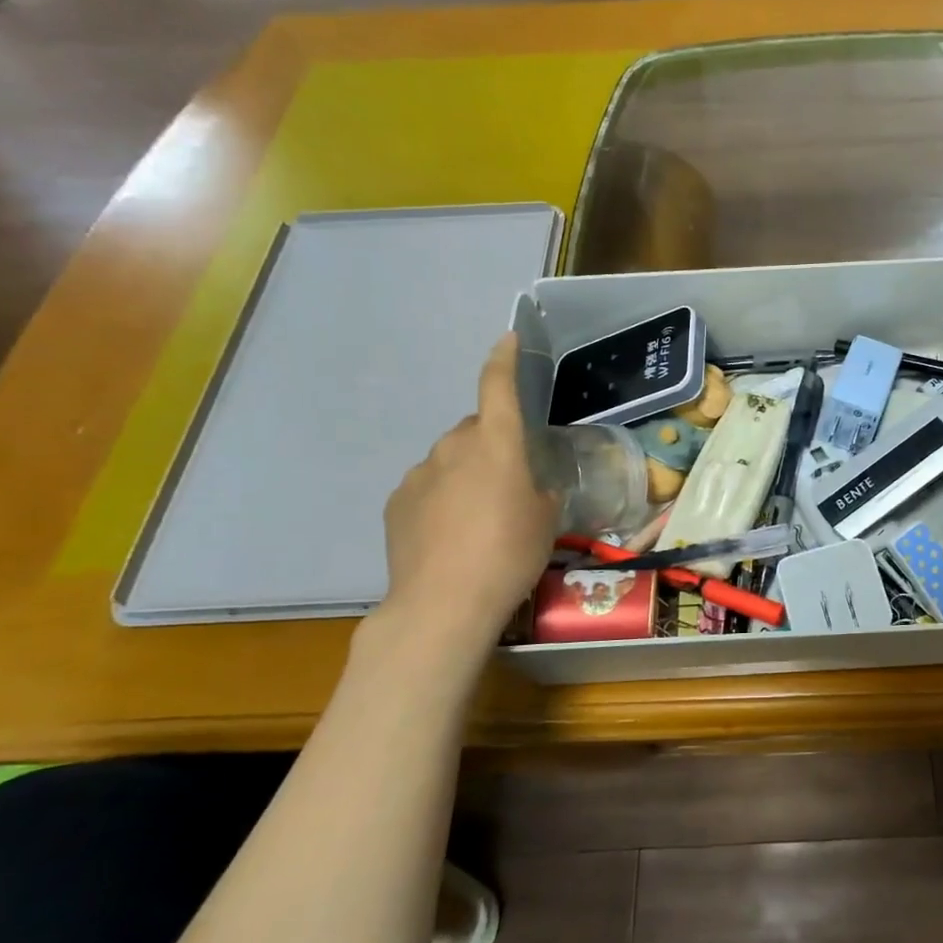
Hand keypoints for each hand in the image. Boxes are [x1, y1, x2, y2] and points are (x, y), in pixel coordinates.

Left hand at [380, 334, 559, 647]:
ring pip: (450, 459)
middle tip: (510, 482)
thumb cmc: (510, 553)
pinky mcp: (396, 502)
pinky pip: (427, 486)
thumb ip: (539, 488)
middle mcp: (453, 447)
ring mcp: (419, 473)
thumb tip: (529, 482)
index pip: (498, 386)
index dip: (504, 359)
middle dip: (492, 444)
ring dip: (466, 474)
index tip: (508, 339)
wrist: (444, 602)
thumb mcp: (546, 518)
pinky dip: (442, 497)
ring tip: (479, 517)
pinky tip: (450, 534)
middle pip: (475, 430)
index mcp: (496, 443)